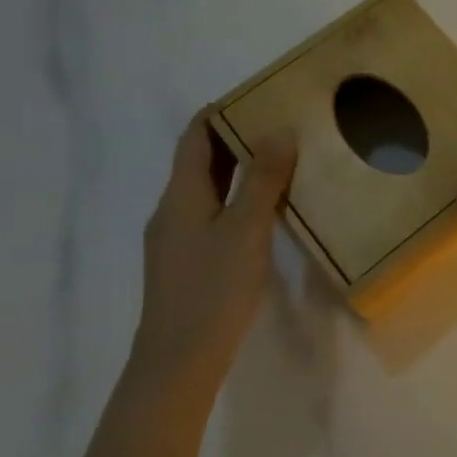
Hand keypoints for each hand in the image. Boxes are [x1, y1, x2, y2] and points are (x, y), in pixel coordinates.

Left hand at [136, 107, 294, 399]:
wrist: (178, 362)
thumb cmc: (212, 288)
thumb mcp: (245, 229)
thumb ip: (263, 179)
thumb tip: (279, 130)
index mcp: (181, 194)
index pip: (196, 135)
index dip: (222, 110)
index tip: (260, 94)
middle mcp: (173, 209)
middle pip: (201, 160)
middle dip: (237, 137)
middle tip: (283, 122)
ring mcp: (177, 237)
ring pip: (209, 188)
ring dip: (240, 168)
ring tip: (283, 158)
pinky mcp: (188, 261)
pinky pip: (213, 212)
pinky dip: (238, 197)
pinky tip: (267, 209)